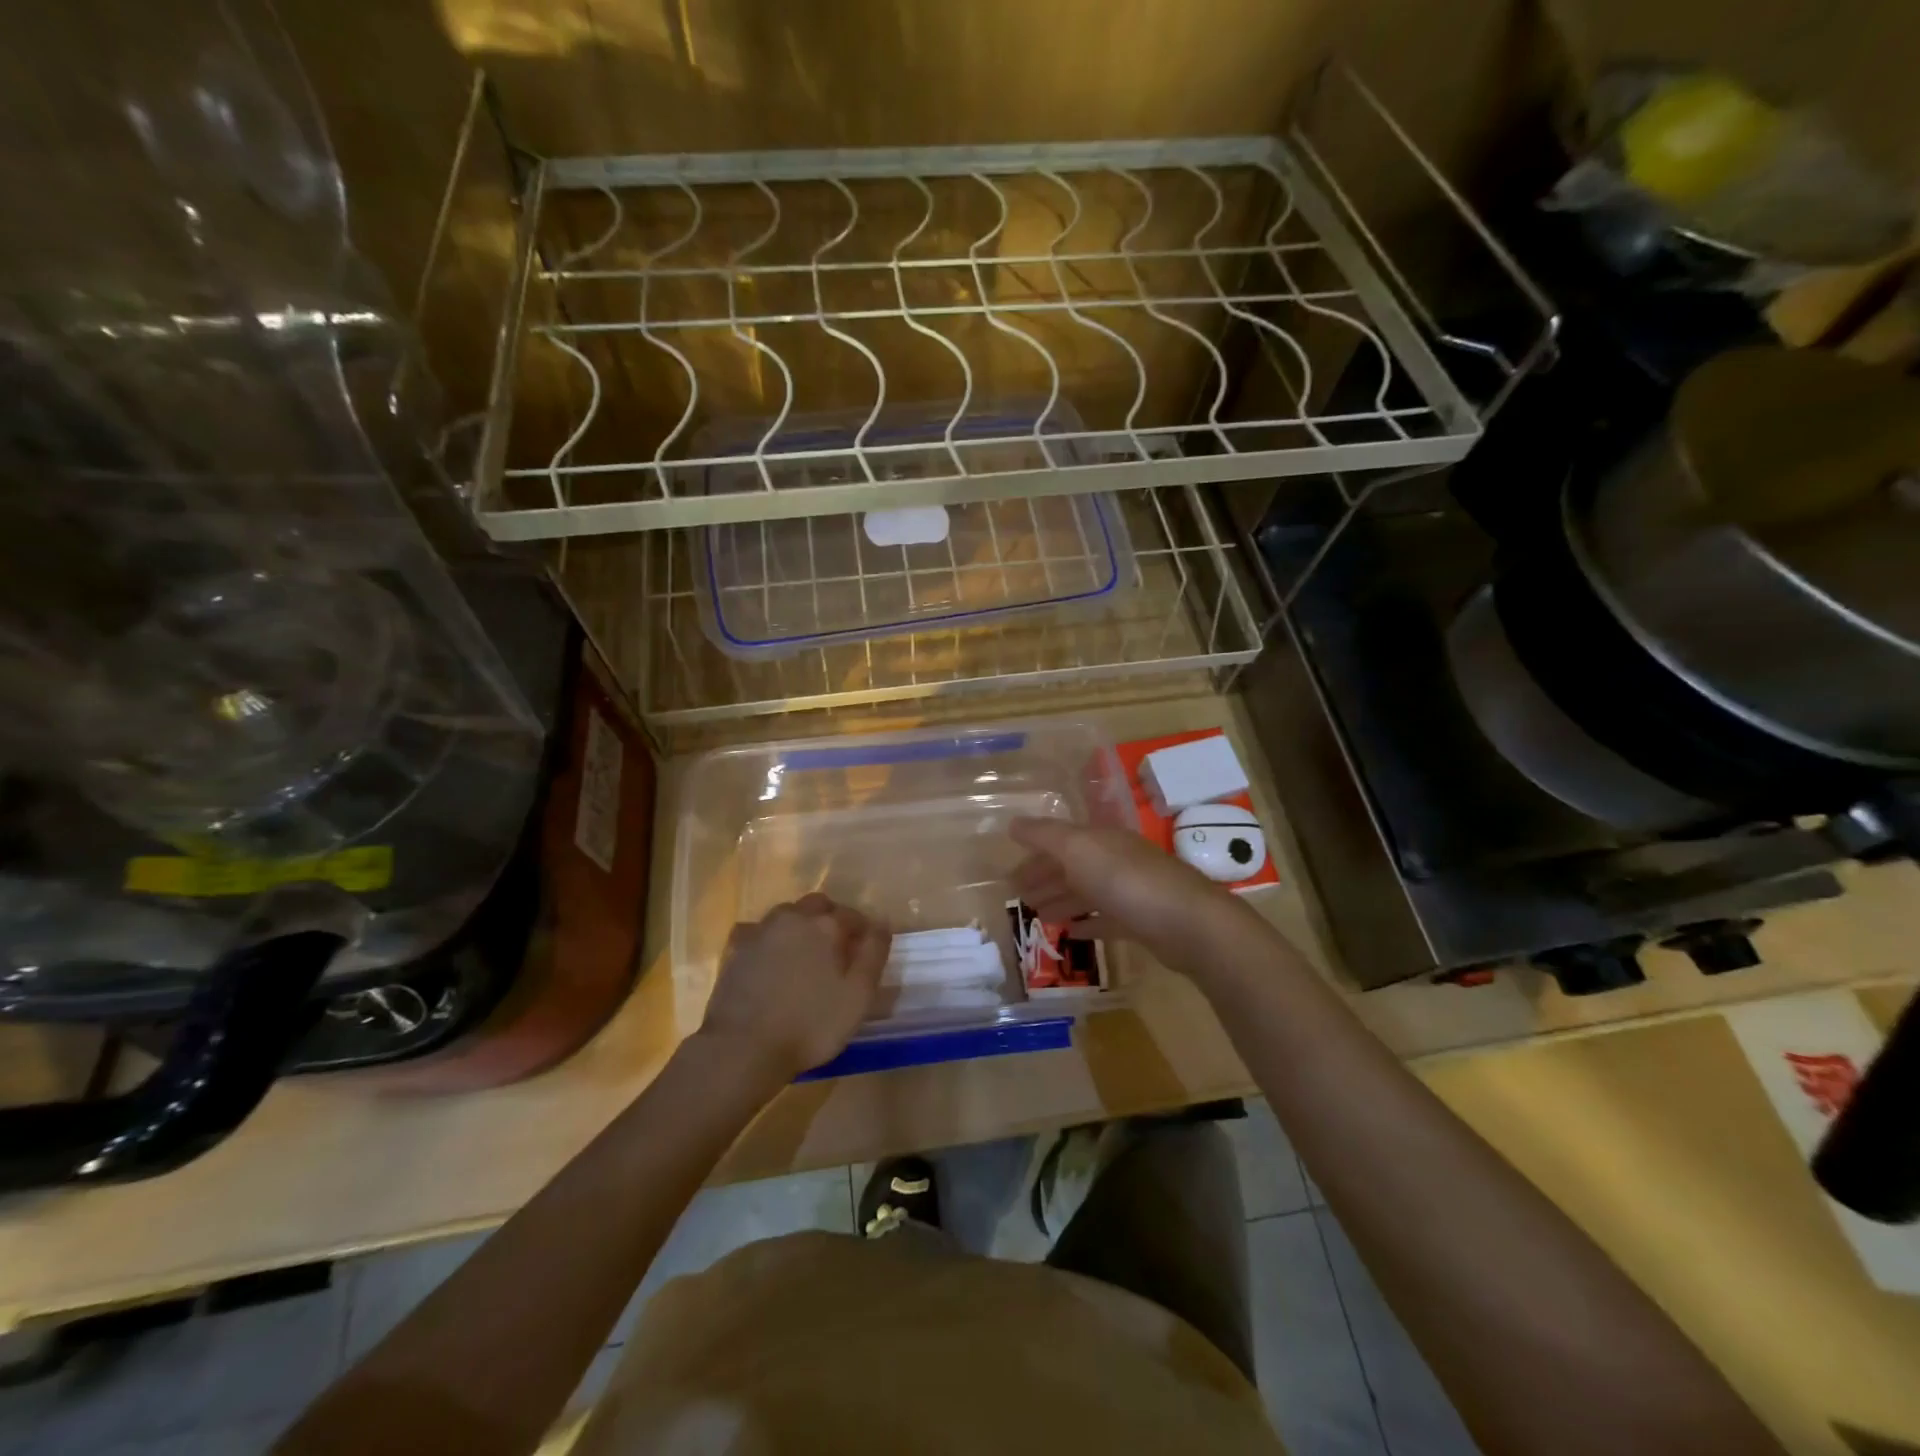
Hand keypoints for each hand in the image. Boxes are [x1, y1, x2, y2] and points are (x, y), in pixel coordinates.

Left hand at [698, 893, 890, 1080]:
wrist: (743, 1047)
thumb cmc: (810, 1024)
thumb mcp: (858, 995)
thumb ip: (874, 953)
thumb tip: (882, 922)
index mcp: (826, 925)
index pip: (853, 915)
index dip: (863, 931)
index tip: (866, 951)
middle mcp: (793, 917)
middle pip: (818, 906)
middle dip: (831, 919)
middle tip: (837, 949)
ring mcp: (760, 930)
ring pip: (787, 914)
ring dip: (800, 926)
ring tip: (805, 955)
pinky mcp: (735, 949)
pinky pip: (758, 931)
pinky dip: (768, 939)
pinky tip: (769, 958)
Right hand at [1009, 817, 1254, 977]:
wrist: (1188, 922)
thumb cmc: (1126, 880)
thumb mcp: (1077, 849)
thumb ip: (1044, 835)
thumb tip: (1012, 824)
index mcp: (1100, 839)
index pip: (1059, 841)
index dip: (1034, 855)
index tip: (1010, 875)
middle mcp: (1115, 860)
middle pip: (1073, 867)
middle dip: (1045, 879)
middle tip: (1019, 898)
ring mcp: (1131, 891)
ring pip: (1087, 893)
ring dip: (1062, 901)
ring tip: (1038, 916)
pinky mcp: (1142, 922)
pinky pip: (1107, 919)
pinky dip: (1087, 923)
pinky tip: (1070, 933)